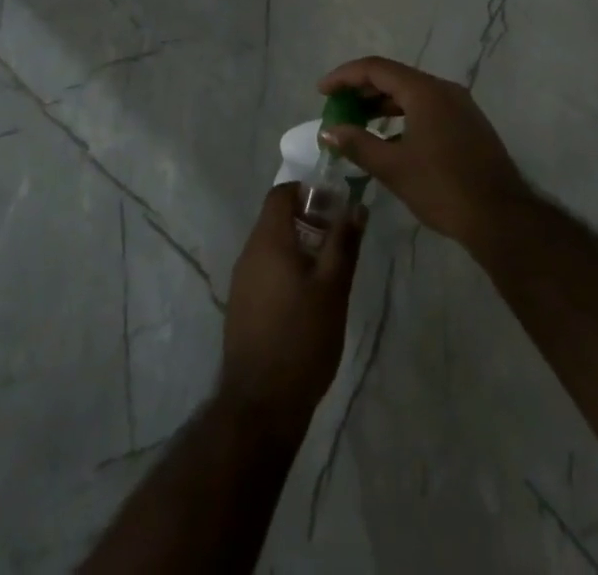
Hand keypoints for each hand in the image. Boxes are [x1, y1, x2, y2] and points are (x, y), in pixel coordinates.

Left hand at [220, 184, 364, 425]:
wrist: (261, 404)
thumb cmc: (302, 337)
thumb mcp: (333, 288)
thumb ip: (344, 243)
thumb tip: (356, 206)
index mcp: (268, 240)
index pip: (281, 193)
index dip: (308, 192)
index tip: (335, 207)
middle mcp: (249, 253)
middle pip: (276, 218)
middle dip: (309, 220)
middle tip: (339, 241)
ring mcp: (242, 281)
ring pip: (272, 246)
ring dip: (300, 246)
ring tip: (329, 271)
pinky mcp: (242, 306)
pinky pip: (266, 270)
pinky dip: (287, 270)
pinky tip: (308, 299)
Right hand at [319, 56, 531, 250]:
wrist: (501, 218)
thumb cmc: (442, 188)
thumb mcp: (393, 167)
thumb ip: (357, 143)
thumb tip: (329, 131)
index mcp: (424, 91)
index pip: (376, 68)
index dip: (344, 76)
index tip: (322, 91)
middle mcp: (443, 89)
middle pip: (394, 77)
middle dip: (362, 90)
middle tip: (337, 108)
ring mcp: (460, 106)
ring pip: (412, 94)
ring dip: (382, 104)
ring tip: (357, 123)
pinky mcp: (468, 124)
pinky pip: (427, 108)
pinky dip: (403, 116)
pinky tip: (390, 140)